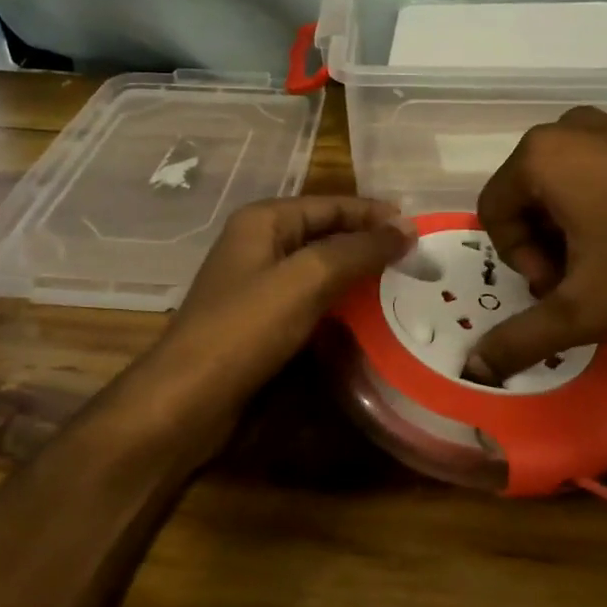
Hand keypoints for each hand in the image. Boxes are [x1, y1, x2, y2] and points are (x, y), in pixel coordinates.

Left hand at [150, 196, 411, 413]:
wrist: (188, 402)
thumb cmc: (245, 329)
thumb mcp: (307, 280)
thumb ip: (358, 250)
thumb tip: (406, 226)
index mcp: (264, 221)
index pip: (331, 205)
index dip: (374, 214)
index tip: (419, 229)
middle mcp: (260, 246)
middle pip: (326, 235)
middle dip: (369, 245)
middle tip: (419, 261)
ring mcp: (259, 287)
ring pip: (321, 272)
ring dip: (359, 278)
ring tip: (405, 289)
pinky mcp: (262, 324)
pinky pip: (311, 304)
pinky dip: (341, 308)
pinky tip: (371, 321)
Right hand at [470, 107, 606, 378]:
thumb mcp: (585, 310)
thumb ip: (522, 339)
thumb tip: (474, 371)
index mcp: (541, 156)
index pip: (494, 212)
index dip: (520, 261)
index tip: (561, 289)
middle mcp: (574, 125)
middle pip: (534, 192)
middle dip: (550, 242)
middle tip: (589, 279)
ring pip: (577, 177)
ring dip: (584, 221)